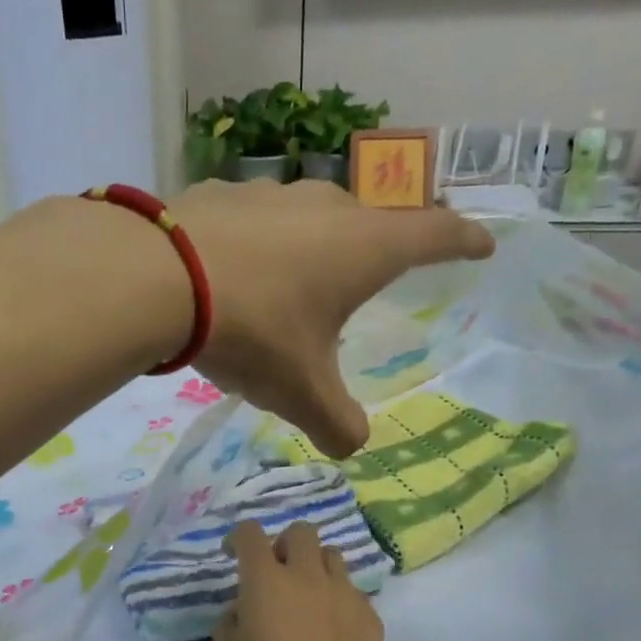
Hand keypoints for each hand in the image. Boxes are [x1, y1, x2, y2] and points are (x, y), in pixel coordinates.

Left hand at [177, 180, 491, 456]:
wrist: (158, 280)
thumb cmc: (254, 331)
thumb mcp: (301, 391)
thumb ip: (336, 424)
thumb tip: (351, 447)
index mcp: (365, 247)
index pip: (436, 235)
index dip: (464, 241)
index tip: (482, 244)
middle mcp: (327, 207)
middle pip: (372, 219)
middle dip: (382, 243)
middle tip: (378, 270)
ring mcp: (271, 194)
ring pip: (310, 214)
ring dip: (315, 242)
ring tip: (299, 276)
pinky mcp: (220, 194)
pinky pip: (254, 220)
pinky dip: (258, 242)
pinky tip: (234, 268)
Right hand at [214, 519, 395, 640]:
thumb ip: (229, 625)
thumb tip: (242, 610)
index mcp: (267, 581)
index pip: (250, 534)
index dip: (238, 538)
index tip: (232, 555)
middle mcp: (307, 575)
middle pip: (300, 531)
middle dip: (284, 544)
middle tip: (276, 572)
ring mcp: (344, 592)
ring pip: (331, 555)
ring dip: (314, 566)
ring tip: (307, 596)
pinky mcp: (369, 614)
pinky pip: (351, 590)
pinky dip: (337, 598)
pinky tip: (332, 629)